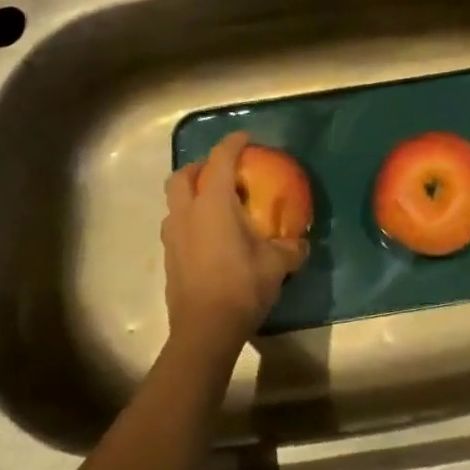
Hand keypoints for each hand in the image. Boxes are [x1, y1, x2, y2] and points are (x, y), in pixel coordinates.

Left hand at [160, 132, 307, 366]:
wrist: (204, 331)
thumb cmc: (241, 286)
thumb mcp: (277, 264)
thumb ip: (290, 247)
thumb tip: (300, 243)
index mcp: (213, 204)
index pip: (220, 160)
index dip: (233, 144)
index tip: (245, 138)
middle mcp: (187, 213)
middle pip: (183, 176)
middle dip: (200, 167)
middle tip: (222, 173)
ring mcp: (173, 236)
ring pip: (174, 202)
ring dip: (190, 195)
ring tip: (214, 205)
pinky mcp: (169, 258)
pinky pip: (176, 226)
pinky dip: (190, 220)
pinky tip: (210, 237)